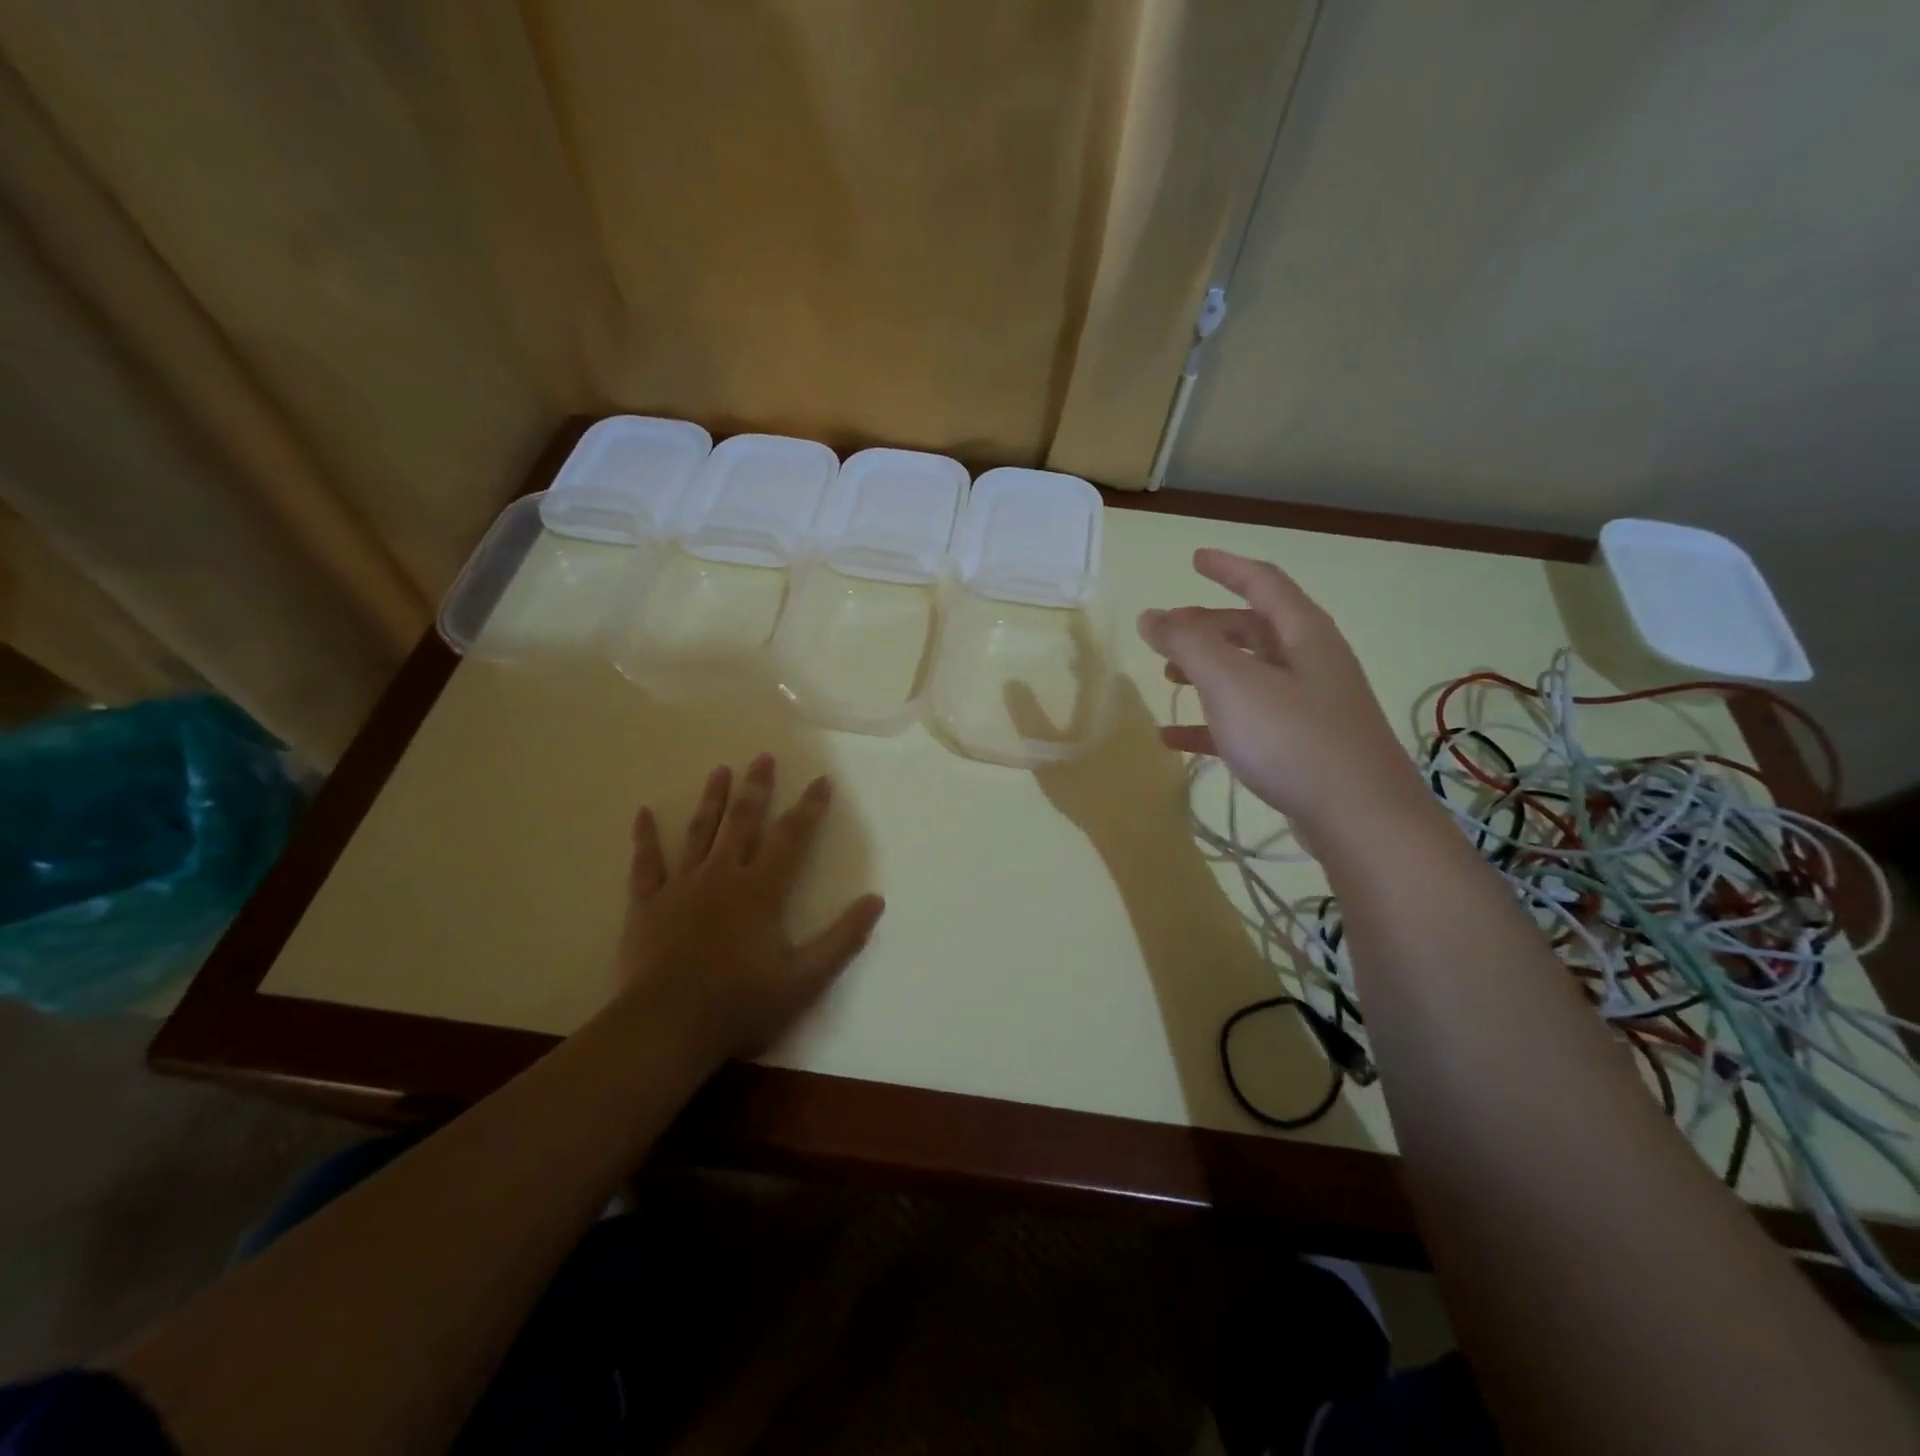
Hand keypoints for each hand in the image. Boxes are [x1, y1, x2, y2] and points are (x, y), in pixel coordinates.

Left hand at [617, 754, 885, 1066]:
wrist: (666, 1027)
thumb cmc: (741, 1004)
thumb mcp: (805, 979)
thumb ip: (843, 938)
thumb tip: (876, 899)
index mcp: (762, 890)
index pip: (792, 838)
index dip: (810, 808)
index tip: (822, 780)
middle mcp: (723, 876)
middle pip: (743, 822)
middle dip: (757, 788)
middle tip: (763, 756)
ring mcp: (682, 887)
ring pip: (700, 832)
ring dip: (712, 800)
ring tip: (720, 770)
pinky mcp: (647, 904)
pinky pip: (646, 864)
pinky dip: (645, 838)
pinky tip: (643, 813)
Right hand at [1137, 549, 1429, 834]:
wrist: (1360, 819)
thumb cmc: (1293, 738)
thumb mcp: (1232, 683)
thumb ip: (1187, 644)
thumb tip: (1151, 615)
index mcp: (1303, 633)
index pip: (1263, 583)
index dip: (1227, 567)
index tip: (1194, 559)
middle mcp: (1311, 662)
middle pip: (1253, 629)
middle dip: (1207, 626)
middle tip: (1166, 633)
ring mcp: (1309, 707)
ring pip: (1249, 675)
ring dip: (1207, 671)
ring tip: (1167, 680)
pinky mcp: (1301, 748)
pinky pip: (1247, 721)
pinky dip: (1211, 722)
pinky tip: (1175, 738)